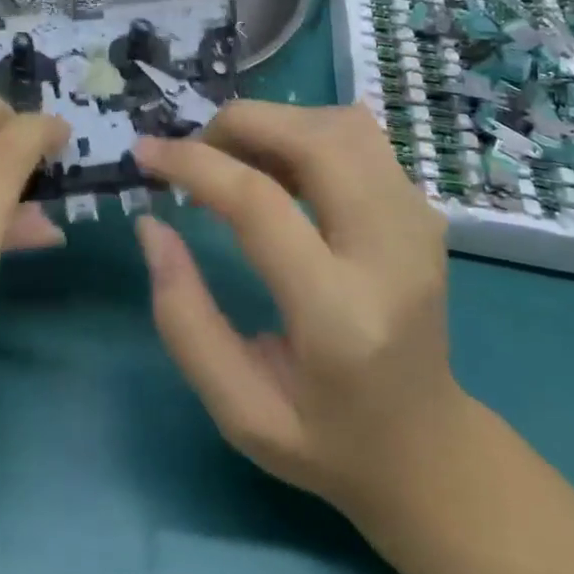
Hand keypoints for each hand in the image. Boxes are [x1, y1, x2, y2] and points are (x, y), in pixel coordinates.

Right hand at [132, 102, 461, 525]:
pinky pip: (358, 137)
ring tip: (236, 160)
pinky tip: (278, 168)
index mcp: (341, 316)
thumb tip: (151, 224)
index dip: (194, 164)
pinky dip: (305, 133)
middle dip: (239, 125)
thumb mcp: (237, 409)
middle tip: (196, 153)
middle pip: (313, 139)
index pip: (261, 205)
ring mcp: (418, 223)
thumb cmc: (326, 440)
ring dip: (275, 124)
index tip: (145, 153)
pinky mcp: (421, 209)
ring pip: (341, 124)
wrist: (428, 449)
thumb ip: (184, 316)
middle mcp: (391, 253)